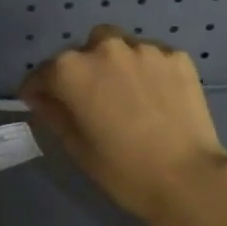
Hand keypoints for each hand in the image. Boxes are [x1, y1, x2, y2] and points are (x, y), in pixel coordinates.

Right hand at [20, 26, 226, 225]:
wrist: (188, 178)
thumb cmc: (123, 169)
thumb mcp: (77, 147)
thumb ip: (54, 114)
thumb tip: (42, 98)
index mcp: (72, 70)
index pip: (43, 73)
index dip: (38, 90)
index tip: (40, 103)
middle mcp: (105, 48)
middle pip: (82, 52)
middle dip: (80, 71)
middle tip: (90, 100)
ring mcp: (145, 49)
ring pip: (118, 47)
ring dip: (114, 65)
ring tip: (125, 94)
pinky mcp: (177, 57)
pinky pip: (151, 57)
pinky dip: (146, 70)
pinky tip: (154, 97)